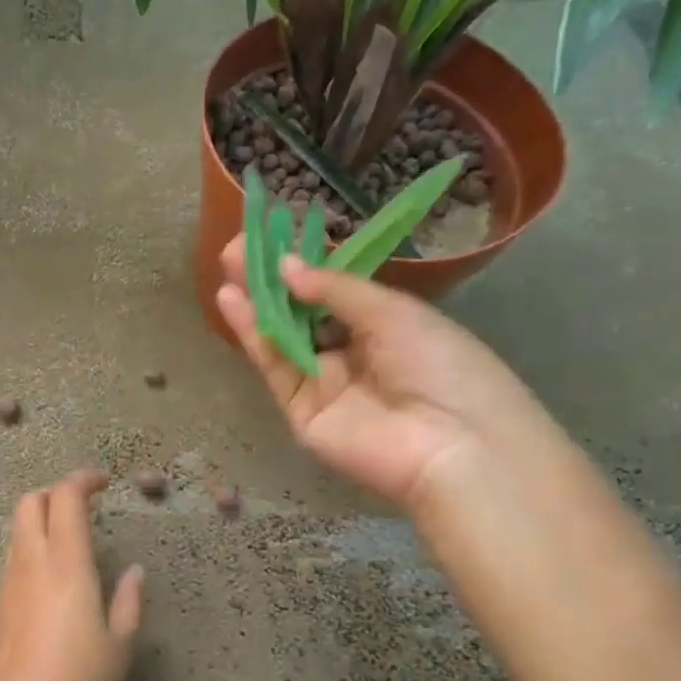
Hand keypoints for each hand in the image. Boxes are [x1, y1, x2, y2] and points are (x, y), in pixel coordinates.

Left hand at [0, 470, 143, 680]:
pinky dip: (32, 554)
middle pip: (30, 501)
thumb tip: (134, 571)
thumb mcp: (118, 646)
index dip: (83, 479)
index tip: (103, 483)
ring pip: (18, 532)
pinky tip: (52, 589)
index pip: (65, 496)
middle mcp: (31, 563)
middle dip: (55, 493)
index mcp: (66, 563)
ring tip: (72, 549)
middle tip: (82, 509)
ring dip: (42, 523)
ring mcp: (7, 584)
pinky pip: (13, 563)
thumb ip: (128, 601)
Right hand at [215, 237, 565, 512]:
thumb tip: (286, 265)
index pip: (333, 293)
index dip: (304, 266)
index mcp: (384, 328)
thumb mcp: (393, 312)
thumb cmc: (440, 365)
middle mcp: (350, 354)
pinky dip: (252, 334)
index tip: (274, 235)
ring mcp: (323, 384)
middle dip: (270, 280)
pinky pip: (275, 367)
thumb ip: (335, 289)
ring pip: (281, 337)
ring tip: (228, 264)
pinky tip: (233, 301)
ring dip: (255, 301)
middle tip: (238, 247)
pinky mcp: (300, 410)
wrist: (453, 445)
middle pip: (301, 313)